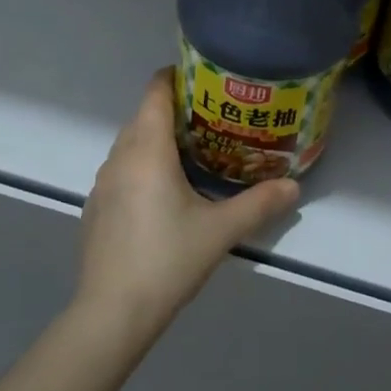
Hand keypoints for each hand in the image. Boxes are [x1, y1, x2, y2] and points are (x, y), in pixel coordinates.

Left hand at [75, 69, 298, 348]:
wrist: (112, 313)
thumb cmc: (168, 260)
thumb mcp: (221, 231)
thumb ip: (259, 204)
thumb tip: (294, 186)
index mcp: (147, 151)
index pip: (155, 93)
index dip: (176, 77)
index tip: (204, 79)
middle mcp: (119, 158)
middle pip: (143, 116)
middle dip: (174, 110)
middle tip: (213, 117)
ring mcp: (102, 184)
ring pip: (130, 144)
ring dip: (156, 139)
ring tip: (192, 152)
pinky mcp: (96, 208)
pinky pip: (121, 170)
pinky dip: (141, 165)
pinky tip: (163, 193)